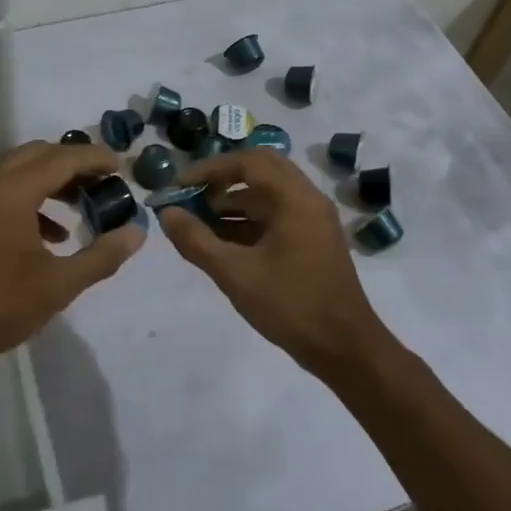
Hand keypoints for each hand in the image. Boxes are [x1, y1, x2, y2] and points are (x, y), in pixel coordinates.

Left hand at [0, 141, 143, 382]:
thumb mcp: (57, 286)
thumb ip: (102, 256)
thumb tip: (137, 233)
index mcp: (10, 189)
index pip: (64, 157)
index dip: (96, 158)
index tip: (121, 167)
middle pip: (38, 154)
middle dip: (73, 164)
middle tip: (102, 185)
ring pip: (15, 168)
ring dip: (48, 180)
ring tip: (77, 209)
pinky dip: (23, 195)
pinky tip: (41, 233)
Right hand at [155, 149, 385, 373]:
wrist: (344, 348)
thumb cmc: (290, 305)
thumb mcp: (235, 274)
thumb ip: (196, 240)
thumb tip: (166, 213)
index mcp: (295, 199)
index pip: (247, 162)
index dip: (209, 168)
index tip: (180, 185)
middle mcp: (308, 199)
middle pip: (261, 168)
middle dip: (223, 178)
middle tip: (193, 194)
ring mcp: (314, 219)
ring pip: (269, 192)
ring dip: (234, 199)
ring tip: (200, 220)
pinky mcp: (314, 238)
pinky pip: (278, 212)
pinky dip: (249, 217)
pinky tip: (223, 240)